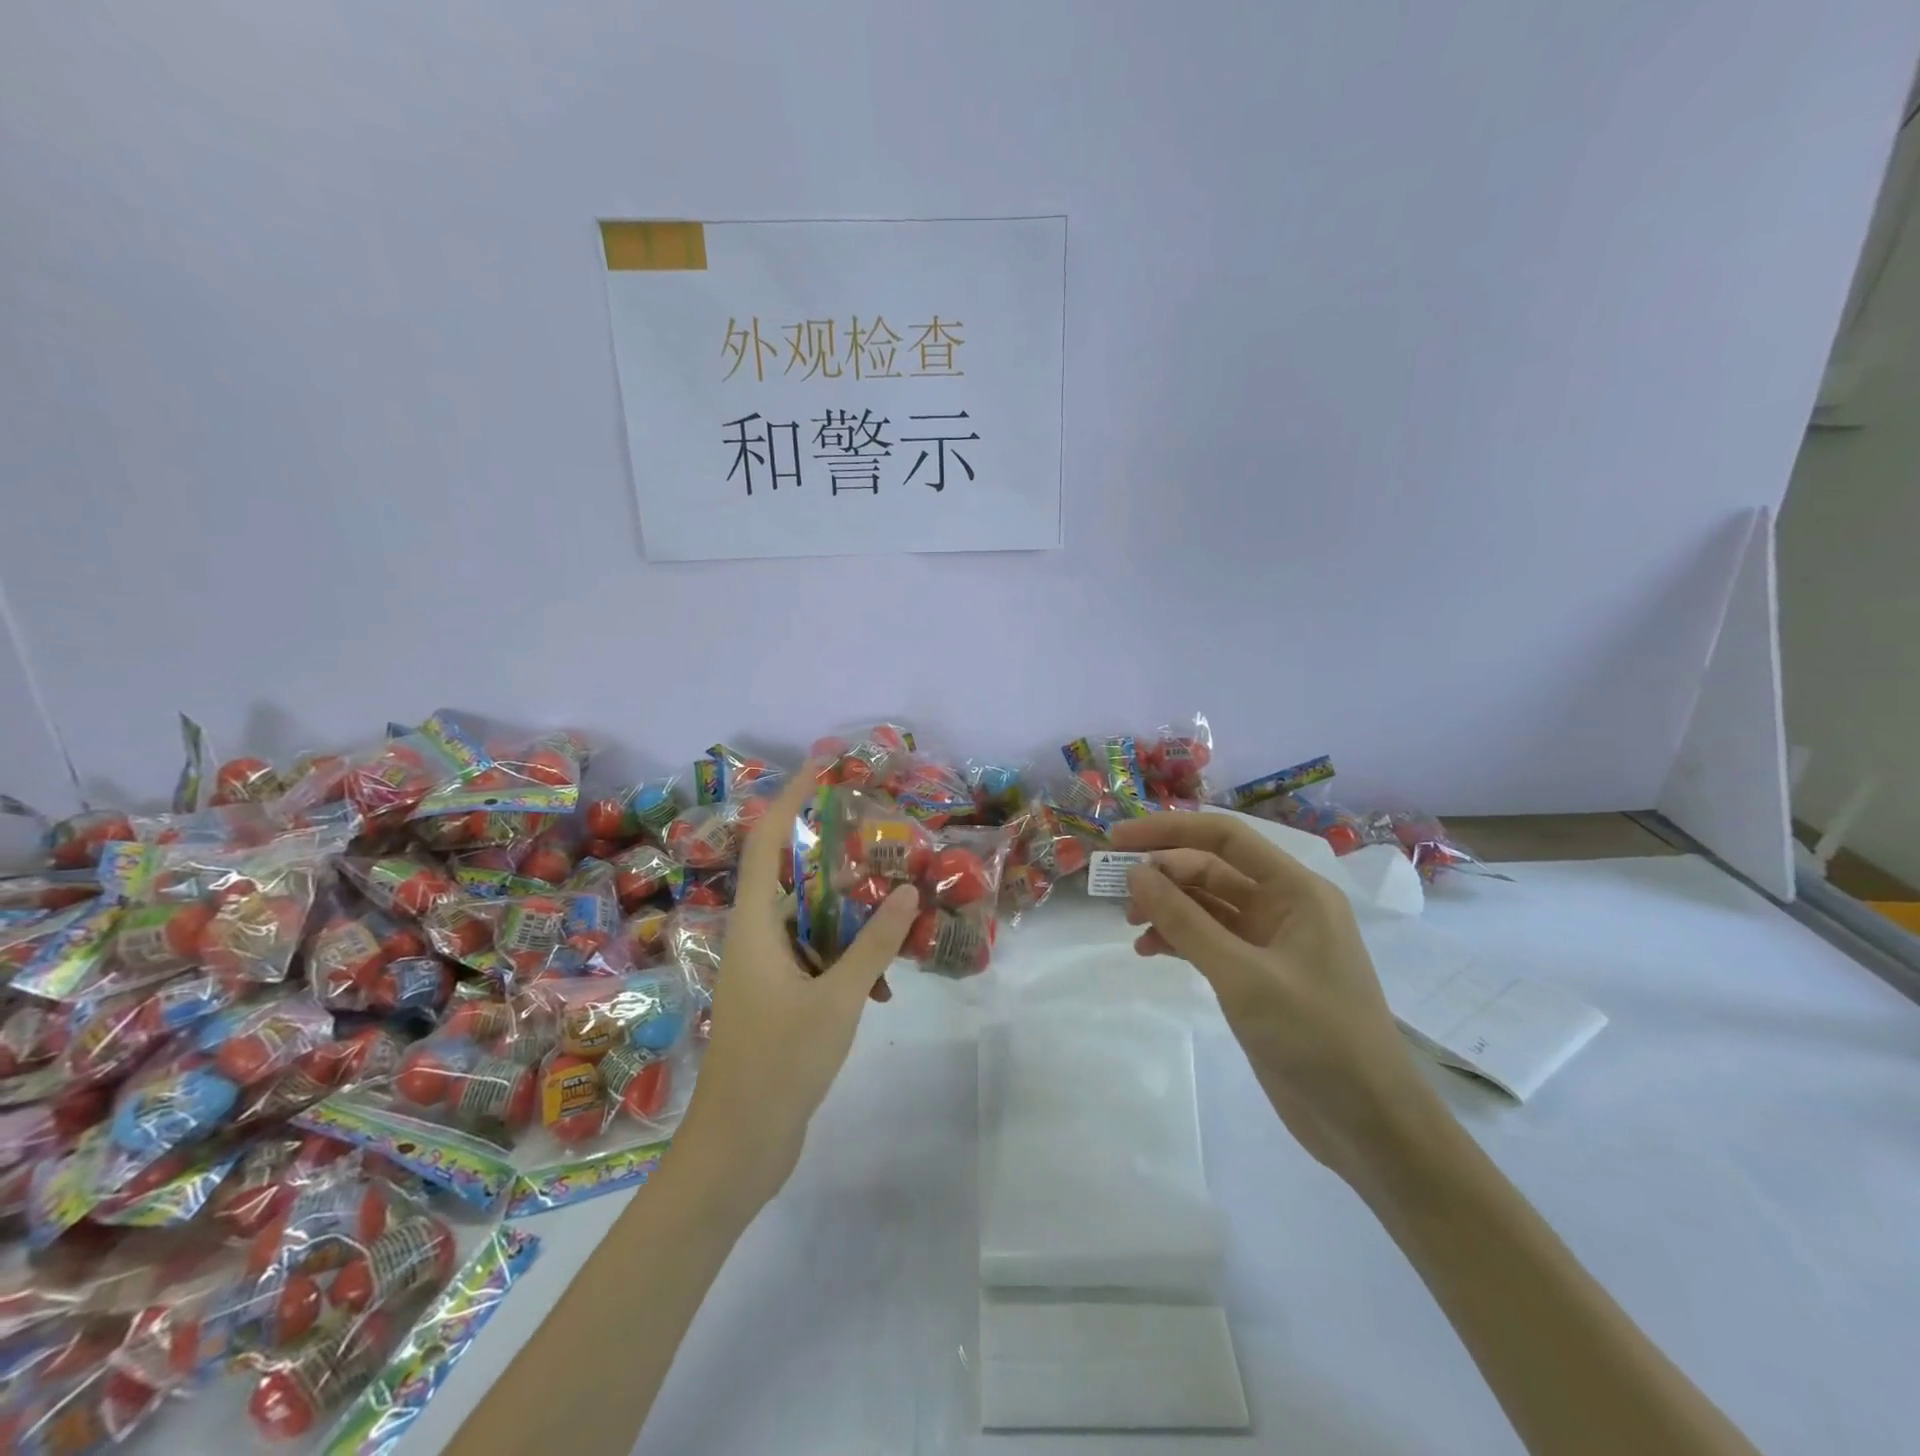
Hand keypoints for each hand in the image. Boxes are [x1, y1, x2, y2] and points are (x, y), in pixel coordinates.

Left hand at [671, 767, 918, 1212]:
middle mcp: (755, 936)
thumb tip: (907, 890)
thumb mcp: (838, 998)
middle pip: (789, 872)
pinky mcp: (779, 996)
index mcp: (755, 924)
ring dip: (847, 906)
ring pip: (808, 916)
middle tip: (875, 827)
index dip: (791, 797)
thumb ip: (874, 944)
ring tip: (892, 895)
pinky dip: (847, 954)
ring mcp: (765, 968)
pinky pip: (816, 954)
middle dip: (830, 847)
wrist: (739, 1146)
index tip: (823, 765)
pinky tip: (883, 981)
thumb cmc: (780, 1063)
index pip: (767, 841)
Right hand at [1107, 812, 1437, 1189]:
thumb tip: (1135, 873)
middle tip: (1116, 892)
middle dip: (1163, 874)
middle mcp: (1284, 906)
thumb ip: (1186, 922)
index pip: (1225, 838)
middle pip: (1212, 869)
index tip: (1119, 838)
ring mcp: (1270, 942)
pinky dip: (1178, 940)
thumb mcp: (1243, 975)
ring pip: (1206, 905)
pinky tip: (1149, 951)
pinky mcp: (1258, 975)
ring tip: (1131, 925)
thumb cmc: (1316, 1037)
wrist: (1368, 1124)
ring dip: (1167, 908)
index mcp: (1296, 891)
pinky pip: (1209, 940)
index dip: (1169, 830)